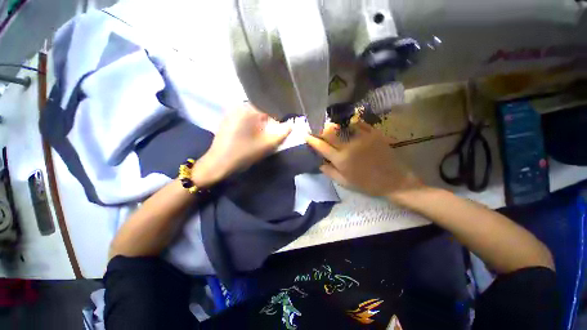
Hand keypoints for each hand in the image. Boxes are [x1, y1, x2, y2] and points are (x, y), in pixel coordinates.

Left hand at [192, 103, 291, 186]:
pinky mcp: (227, 120)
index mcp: (249, 109)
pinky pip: (244, 119)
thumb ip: (282, 133)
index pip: (271, 110)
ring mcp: (231, 112)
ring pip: (253, 117)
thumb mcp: (267, 144)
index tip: (278, 132)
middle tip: (269, 136)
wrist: (219, 163)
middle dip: (268, 124)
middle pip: (262, 112)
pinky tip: (249, 137)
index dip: (277, 121)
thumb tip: (290, 125)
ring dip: (260, 125)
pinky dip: (251, 126)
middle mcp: (239, 106)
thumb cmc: (244, 153)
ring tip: (259, 138)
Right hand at [305, 121, 422, 198]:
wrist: (394, 180)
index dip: (311, 139)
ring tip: (329, 126)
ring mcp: (362, 137)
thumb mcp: (345, 183)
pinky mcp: (374, 133)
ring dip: (333, 125)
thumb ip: (329, 172)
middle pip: (330, 132)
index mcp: (341, 160)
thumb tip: (319, 162)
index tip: (305, 135)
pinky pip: (358, 124)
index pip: (321, 146)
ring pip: (342, 125)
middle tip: (315, 128)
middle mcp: (349, 146)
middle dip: (320, 128)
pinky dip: (349, 123)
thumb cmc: (367, 184)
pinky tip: (346, 125)